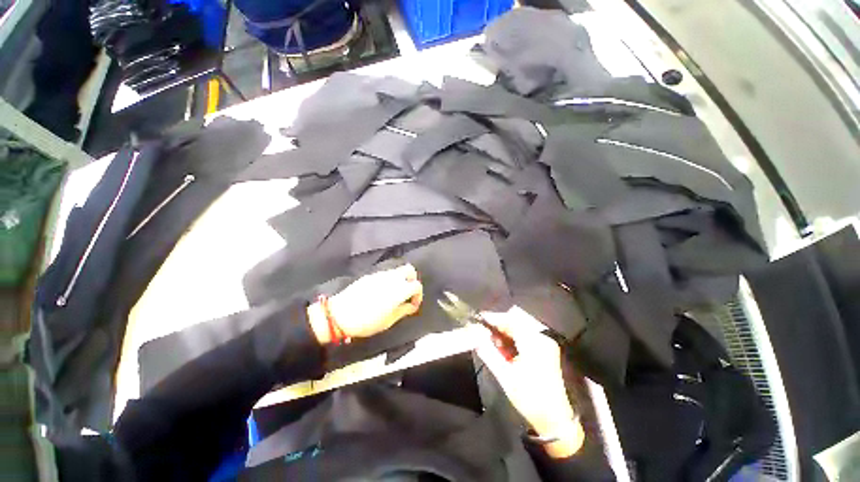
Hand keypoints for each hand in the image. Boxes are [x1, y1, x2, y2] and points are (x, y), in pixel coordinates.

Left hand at [308, 264, 422, 342]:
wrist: (340, 314)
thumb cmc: (367, 321)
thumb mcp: (388, 321)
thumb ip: (403, 310)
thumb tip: (412, 306)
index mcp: (399, 290)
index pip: (417, 285)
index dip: (418, 295)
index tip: (412, 305)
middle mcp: (392, 278)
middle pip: (410, 270)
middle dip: (412, 280)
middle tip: (407, 293)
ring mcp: (380, 274)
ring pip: (397, 270)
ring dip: (401, 279)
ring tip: (394, 294)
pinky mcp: (370, 275)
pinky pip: (385, 274)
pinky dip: (389, 280)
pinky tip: (381, 293)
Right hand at [474, 309, 583, 457]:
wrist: (555, 419)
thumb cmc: (529, 398)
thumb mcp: (505, 376)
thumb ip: (488, 352)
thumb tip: (475, 336)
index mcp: (534, 342)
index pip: (510, 320)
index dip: (493, 318)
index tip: (478, 318)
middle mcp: (542, 338)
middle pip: (515, 321)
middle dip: (498, 324)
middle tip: (482, 329)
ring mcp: (545, 343)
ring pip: (520, 327)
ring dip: (504, 330)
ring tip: (490, 339)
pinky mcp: (545, 349)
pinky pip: (525, 335)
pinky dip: (512, 337)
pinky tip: (502, 346)